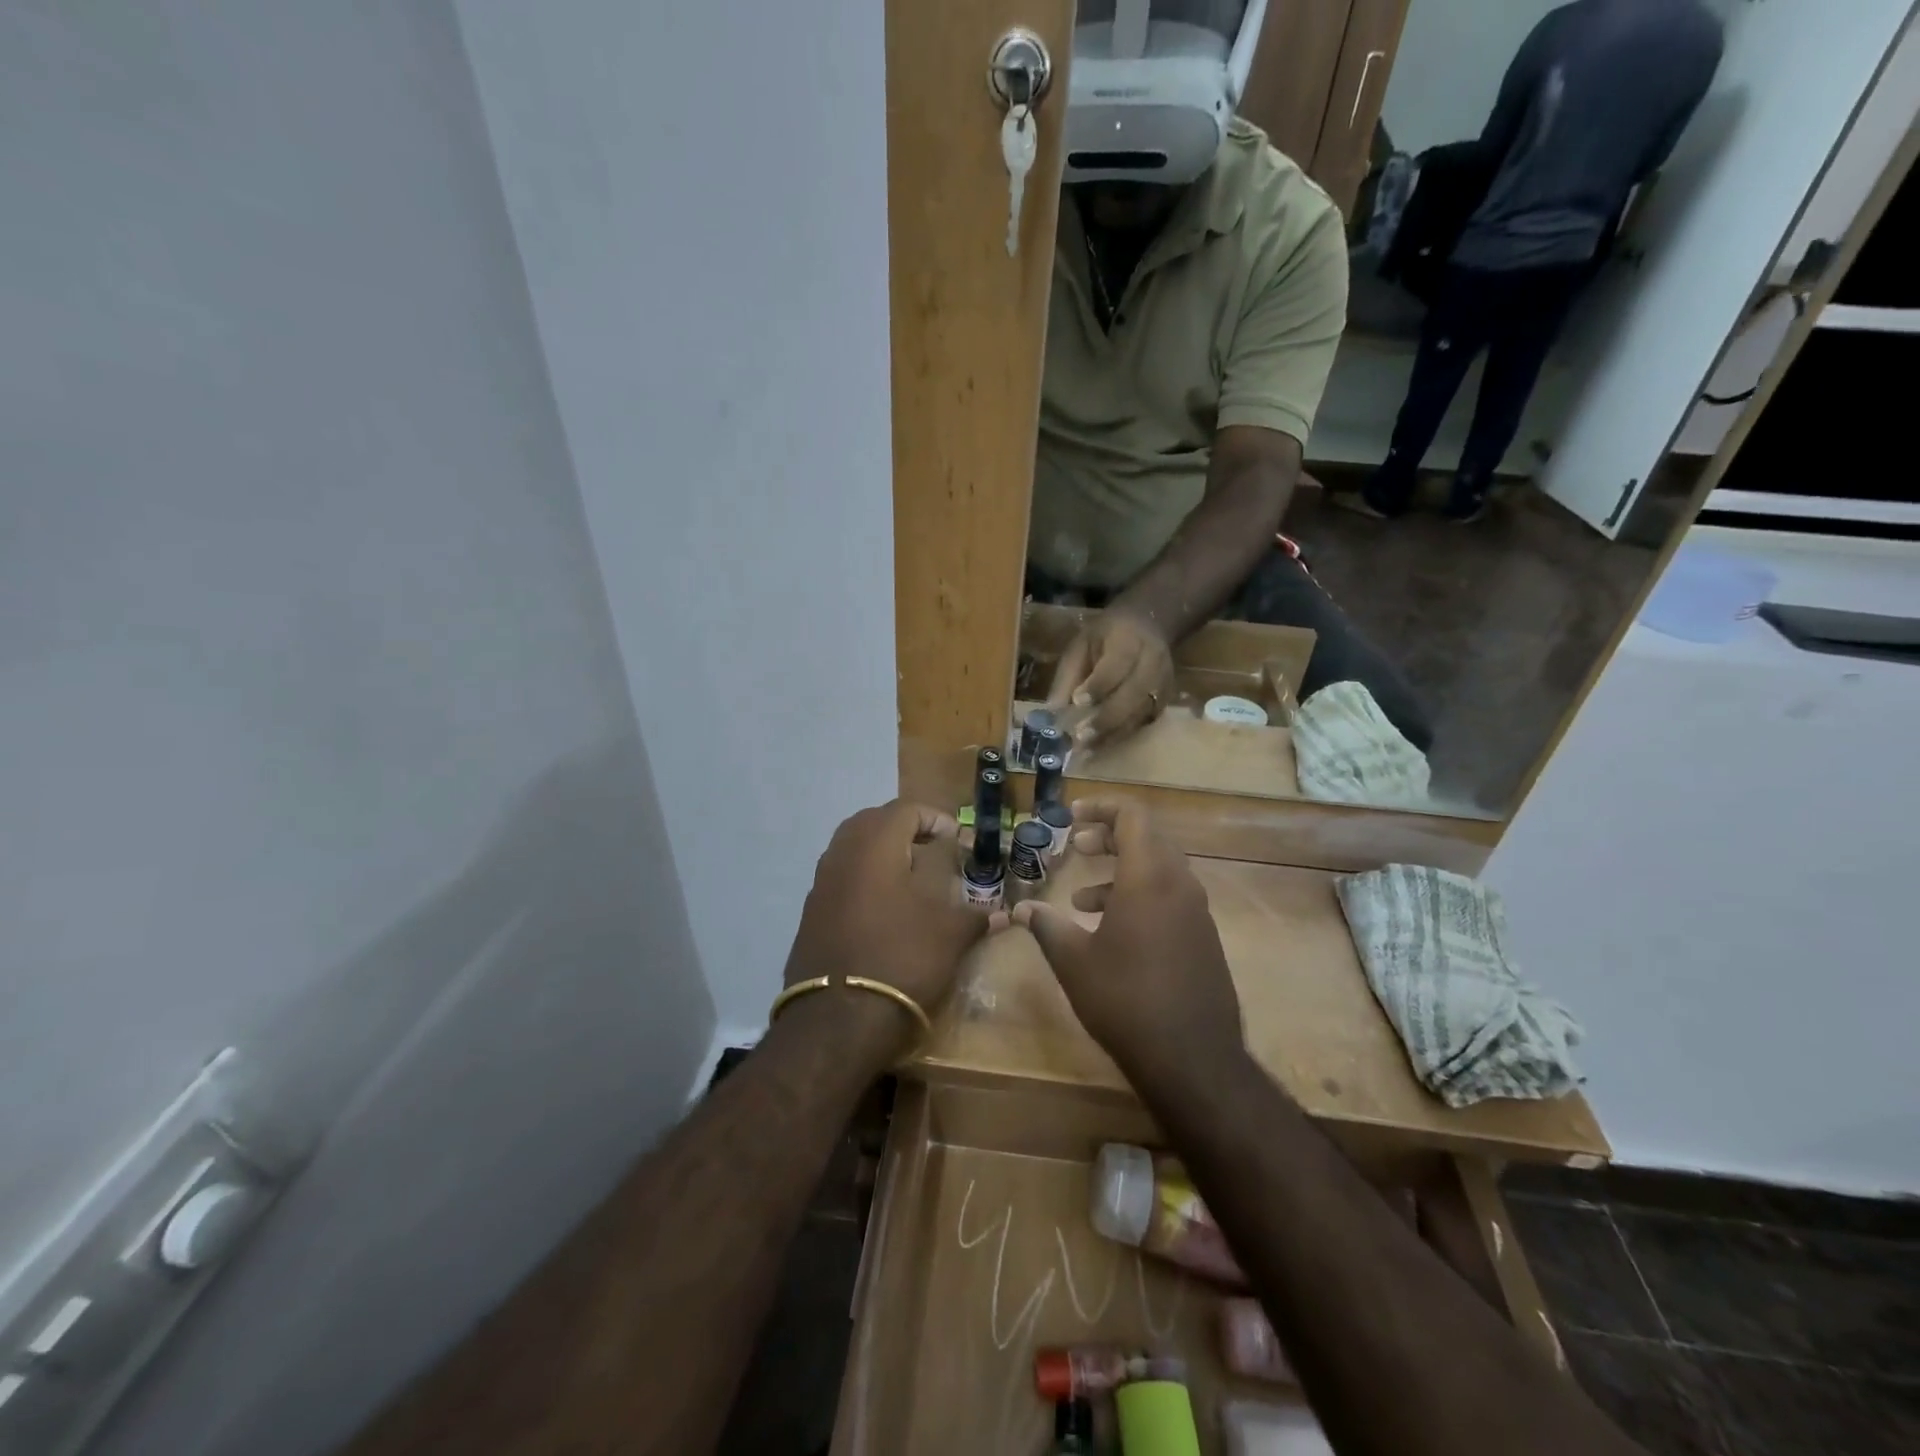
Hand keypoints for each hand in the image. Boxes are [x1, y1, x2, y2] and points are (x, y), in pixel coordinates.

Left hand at [781, 801, 992, 1056]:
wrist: (838, 1019)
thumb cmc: (902, 959)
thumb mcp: (950, 935)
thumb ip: (975, 916)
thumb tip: (1001, 914)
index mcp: (875, 845)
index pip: (905, 809)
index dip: (934, 818)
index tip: (955, 838)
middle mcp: (841, 855)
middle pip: (871, 821)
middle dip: (902, 828)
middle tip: (929, 847)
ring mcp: (820, 885)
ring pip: (850, 849)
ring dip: (879, 852)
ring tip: (909, 876)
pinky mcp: (809, 914)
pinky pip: (838, 879)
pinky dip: (862, 879)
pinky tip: (883, 908)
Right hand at [1010, 800, 1243, 1090]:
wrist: (1193, 1059)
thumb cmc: (1125, 999)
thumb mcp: (1074, 961)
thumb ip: (1047, 926)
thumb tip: (1020, 909)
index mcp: (1149, 877)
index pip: (1133, 816)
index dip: (1101, 807)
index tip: (1072, 816)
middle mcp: (1179, 885)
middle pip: (1147, 838)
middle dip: (1109, 837)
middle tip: (1076, 848)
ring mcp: (1197, 912)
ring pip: (1159, 869)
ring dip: (1121, 871)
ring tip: (1082, 899)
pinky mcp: (1204, 937)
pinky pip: (1170, 897)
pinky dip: (1140, 896)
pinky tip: (1112, 932)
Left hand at [1046, 607, 1174, 750]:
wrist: (1149, 625)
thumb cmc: (1107, 635)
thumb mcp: (1082, 644)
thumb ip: (1069, 675)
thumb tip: (1053, 710)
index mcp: (1130, 640)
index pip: (1117, 666)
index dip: (1098, 685)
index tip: (1078, 701)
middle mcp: (1153, 663)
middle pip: (1133, 695)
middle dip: (1106, 718)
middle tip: (1080, 736)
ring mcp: (1163, 684)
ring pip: (1139, 714)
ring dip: (1112, 734)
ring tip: (1086, 749)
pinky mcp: (1164, 701)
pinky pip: (1143, 723)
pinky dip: (1120, 736)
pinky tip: (1099, 746)